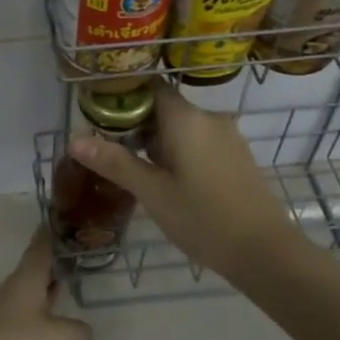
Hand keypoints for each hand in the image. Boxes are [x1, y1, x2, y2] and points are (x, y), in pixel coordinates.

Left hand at [0, 229, 91, 339]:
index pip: (42, 245)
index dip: (55, 230)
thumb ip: (80, 333)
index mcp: (27, 279)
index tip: (67, 215)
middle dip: (61, 269)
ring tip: (80, 314)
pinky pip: (32, 339)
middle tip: (87, 263)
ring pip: (38, 308)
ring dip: (57, 310)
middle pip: (40, 275)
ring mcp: (4, 323)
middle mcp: (14, 295)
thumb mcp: (61, 338)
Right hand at [65, 79, 311, 286]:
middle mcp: (209, 118)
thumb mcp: (151, 192)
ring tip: (130, 167)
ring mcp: (227, 137)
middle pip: (164, 107)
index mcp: (186, 118)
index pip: (150, 87)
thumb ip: (114, 162)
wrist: (265, 252)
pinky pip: (199, 142)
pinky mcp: (237, 157)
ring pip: (182, 127)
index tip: (98, 114)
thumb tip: (74, 139)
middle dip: (135, 124)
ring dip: (156, 141)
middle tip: (106, 148)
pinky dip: (177, 152)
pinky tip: (165, 180)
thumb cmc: (203, 218)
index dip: (123, 96)